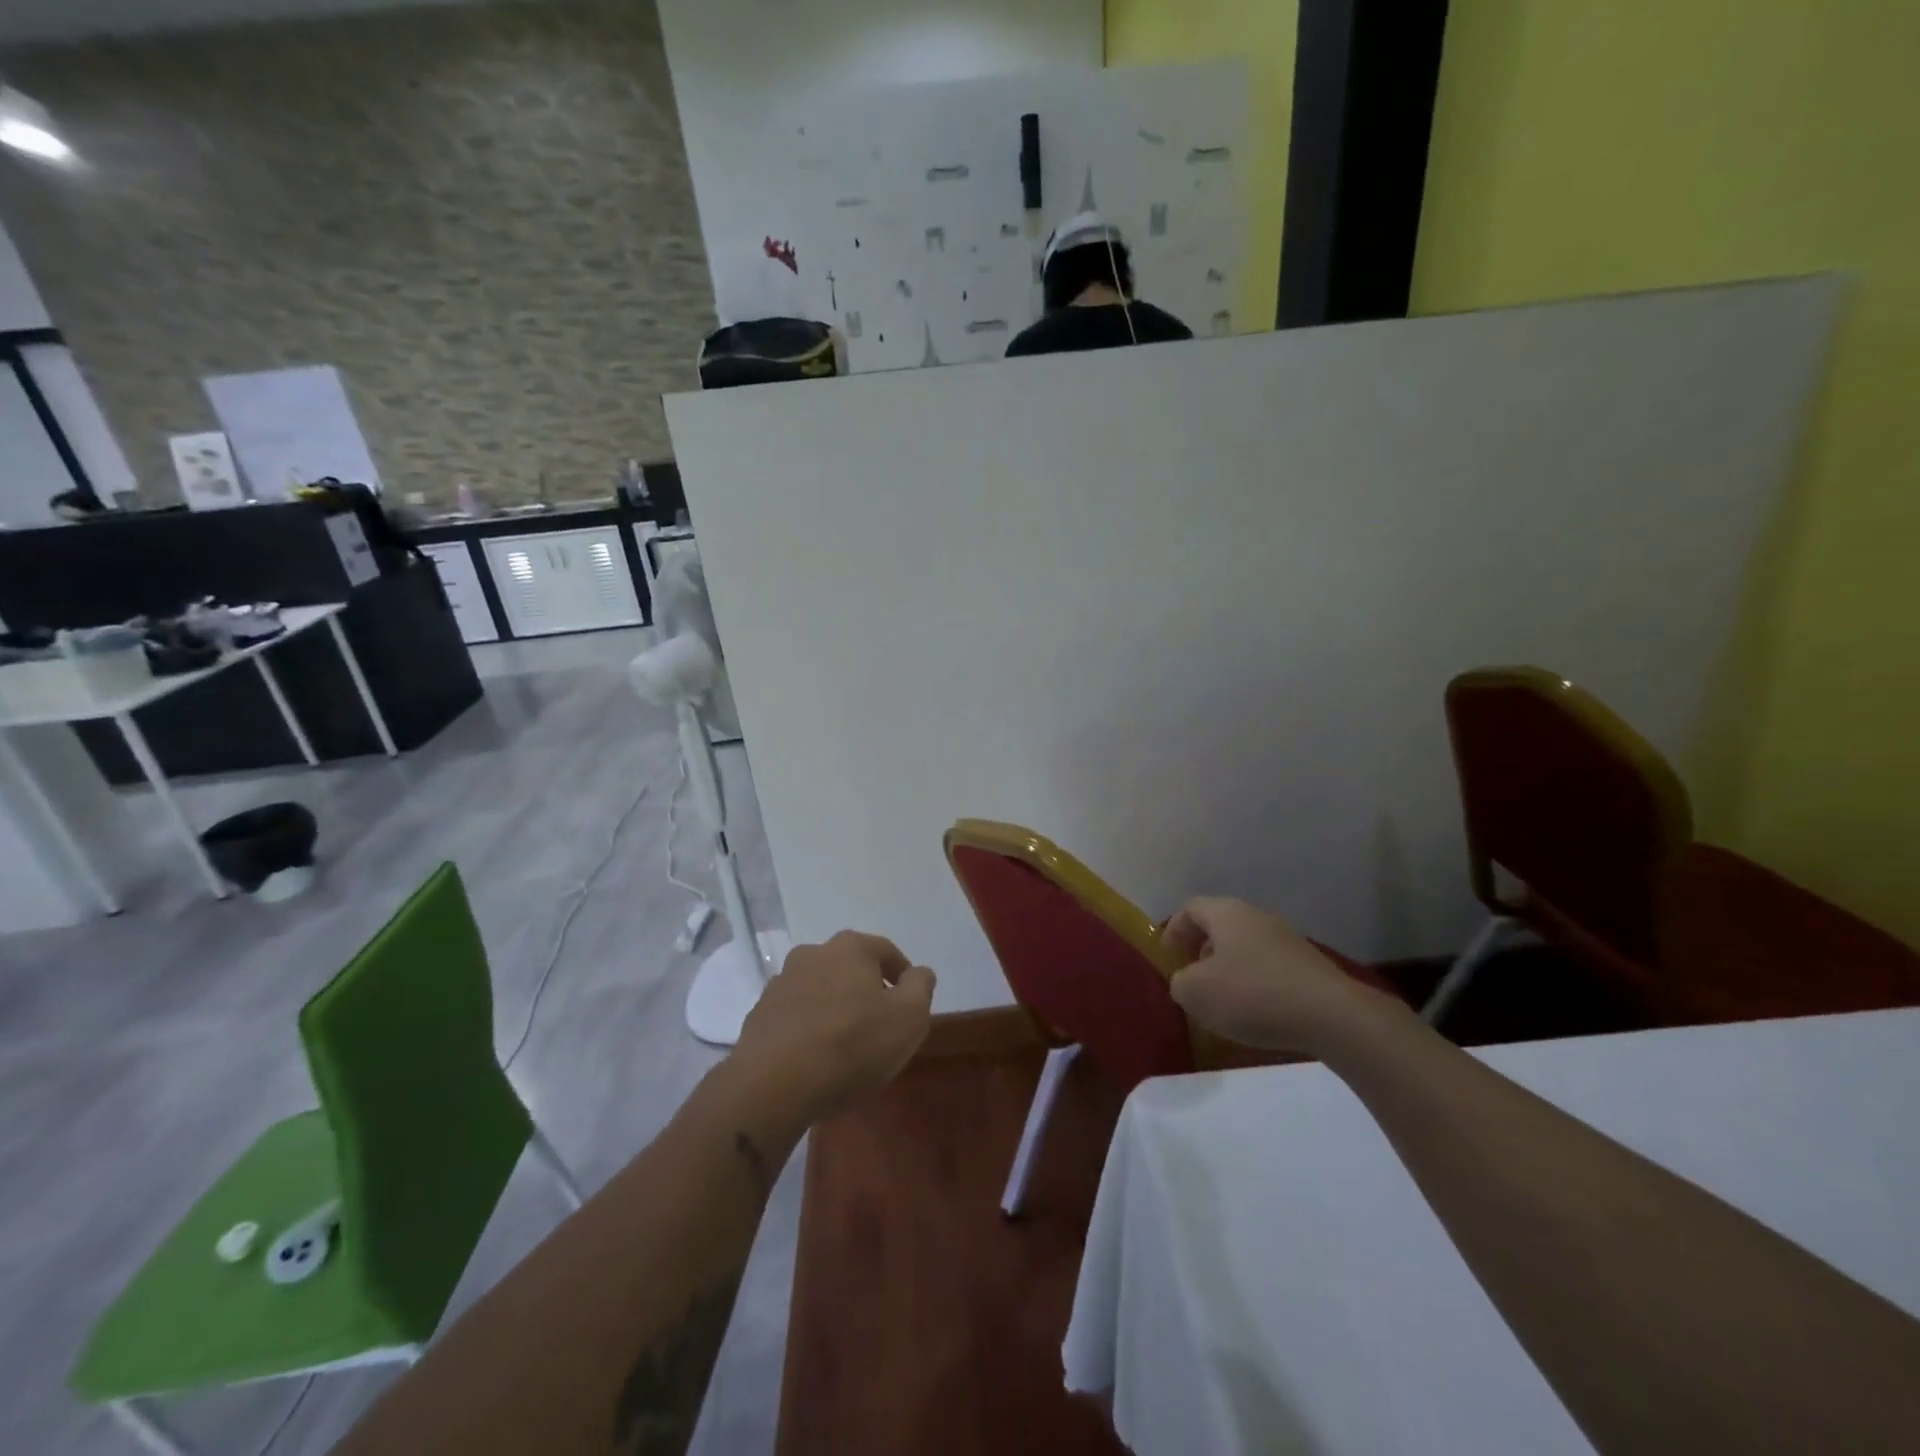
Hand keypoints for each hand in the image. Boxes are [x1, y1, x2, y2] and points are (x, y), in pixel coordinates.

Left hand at [733, 931, 935, 1122]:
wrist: (774, 1084)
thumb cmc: (852, 1045)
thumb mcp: (909, 1018)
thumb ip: (920, 987)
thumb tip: (918, 973)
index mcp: (850, 947)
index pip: (887, 951)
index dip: (903, 977)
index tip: (910, 1006)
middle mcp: (813, 953)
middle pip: (850, 967)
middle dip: (866, 990)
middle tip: (879, 1025)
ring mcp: (781, 982)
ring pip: (820, 989)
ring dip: (835, 1007)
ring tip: (846, 1044)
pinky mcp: (760, 1013)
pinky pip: (795, 1014)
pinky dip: (809, 1027)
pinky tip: (815, 1056)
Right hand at [1166, 897, 1400, 1054]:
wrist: (1332, 1016)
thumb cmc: (1253, 995)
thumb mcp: (1196, 993)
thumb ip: (1180, 982)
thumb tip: (1187, 981)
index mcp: (1227, 913)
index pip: (1190, 908)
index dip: (1174, 929)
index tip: (1168, 957)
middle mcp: (1257, 917)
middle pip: (1220, 925)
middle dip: (1201, 950)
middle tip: (1193, 977)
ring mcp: (1288, 940)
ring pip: (1246, 946)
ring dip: (1229, 968)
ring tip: (1224, 1001)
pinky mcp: (1309, 965)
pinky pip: (1270, 967)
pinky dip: (1255, 983)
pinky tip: (1257, 1012)